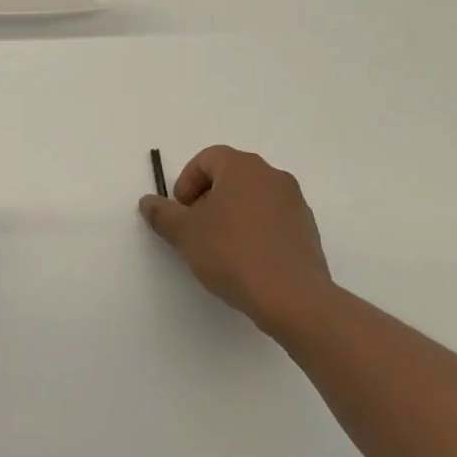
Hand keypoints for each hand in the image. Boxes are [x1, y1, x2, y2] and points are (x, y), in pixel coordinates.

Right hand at [139, 146, 332, 334]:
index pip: (207, 159)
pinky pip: (272, 219)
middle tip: (195, 227)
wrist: (292, 297)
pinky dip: (254, 230)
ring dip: (231, 214)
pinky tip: (245, 259)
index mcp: (243, 167)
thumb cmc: (232, 253)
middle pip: (231, 176)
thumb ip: (162, 213)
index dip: (186, 182)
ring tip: (219, 247)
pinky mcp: (308, 230)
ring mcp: (294, 203)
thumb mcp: (184, 233)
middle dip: (207, 198)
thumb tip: (149, 202)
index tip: (180, 211)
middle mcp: (272, 176)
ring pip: (252, 198)